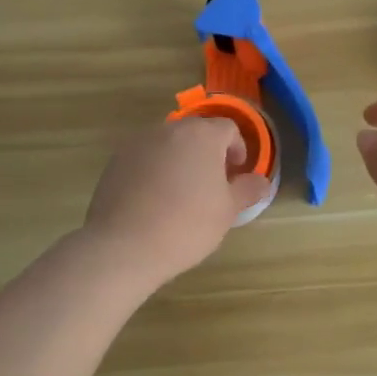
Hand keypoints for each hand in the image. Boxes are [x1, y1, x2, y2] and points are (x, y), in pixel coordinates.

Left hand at [83, 118, 272, 288]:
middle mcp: (168, 130)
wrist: (125, 246)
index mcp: (201, 135)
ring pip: (168, 145)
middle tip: (212, 185)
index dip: (237, 149)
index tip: (236, 175)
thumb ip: (247, 190)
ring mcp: (138, 143)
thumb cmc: (187, 225)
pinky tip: (154, 201)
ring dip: (180, 160)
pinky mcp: (115, 161)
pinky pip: (145, 158)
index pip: (228, 129)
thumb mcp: (228, 211)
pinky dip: (155, 171)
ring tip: (181, 194)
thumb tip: (261, 181)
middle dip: (208, 153)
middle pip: (196, 133)